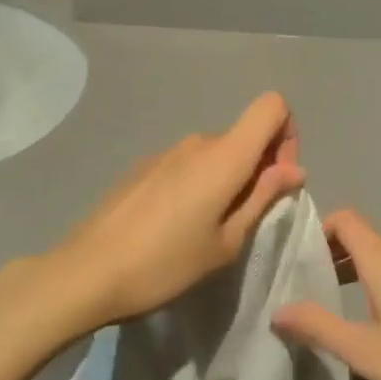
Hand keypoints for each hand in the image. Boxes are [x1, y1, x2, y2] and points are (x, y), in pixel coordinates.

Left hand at [25, 92, 304, 335]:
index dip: (287, 135)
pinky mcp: (143, 167)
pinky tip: (175, 225)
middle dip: (259, 167)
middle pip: (245, 134)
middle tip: (245, 219)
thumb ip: (262, 198)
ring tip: (207, 229)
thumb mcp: (226, 242)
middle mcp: (197, 142)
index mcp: (224, 155)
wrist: (86, 273)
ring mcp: (166, 151)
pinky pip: (187, 164)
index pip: (272, 106)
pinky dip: (198, 184)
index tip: (277, 179)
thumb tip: (293, 169)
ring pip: (216, 152)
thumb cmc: (166, 264)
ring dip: (227, 179)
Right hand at [272, 210, 380, 379]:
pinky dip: (377, 282)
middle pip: (361, 236)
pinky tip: (374, 321)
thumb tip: (277, 310)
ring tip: (332, 304)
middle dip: (330, 253)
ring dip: (354, 270)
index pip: (344, 219)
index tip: (295, 259)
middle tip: (304, 285)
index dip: (317, 230)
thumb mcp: (366, 353)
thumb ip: (319, 327)